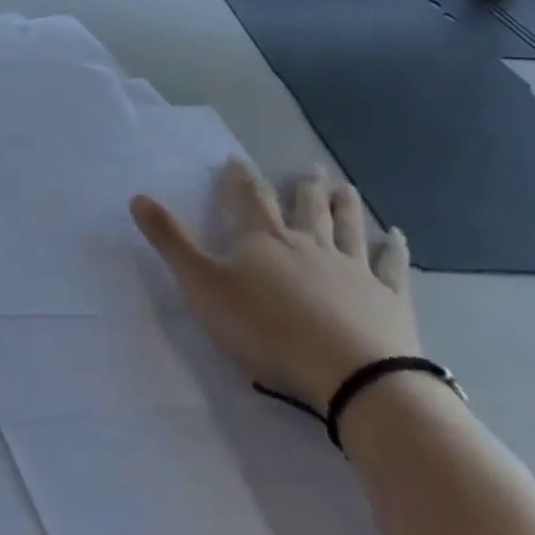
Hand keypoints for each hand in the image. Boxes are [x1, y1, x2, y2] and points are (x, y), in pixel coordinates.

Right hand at [131, 161, 416, 411]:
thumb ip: (170, 241)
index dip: (240, 178)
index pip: (248, 198)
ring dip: (345, 206)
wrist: (351, 375)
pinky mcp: (387, 299)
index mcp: (263, 240)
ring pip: (347, 228)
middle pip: (306, 207)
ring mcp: (353, 269)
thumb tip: (137, 196)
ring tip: (345, 186)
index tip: (237, 160)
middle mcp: (309, 244)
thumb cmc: (266, 329)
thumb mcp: (202, 285)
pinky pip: (391, 267)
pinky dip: (394, 249)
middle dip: (304, 187)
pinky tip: (397, 235)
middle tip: (310, 167)